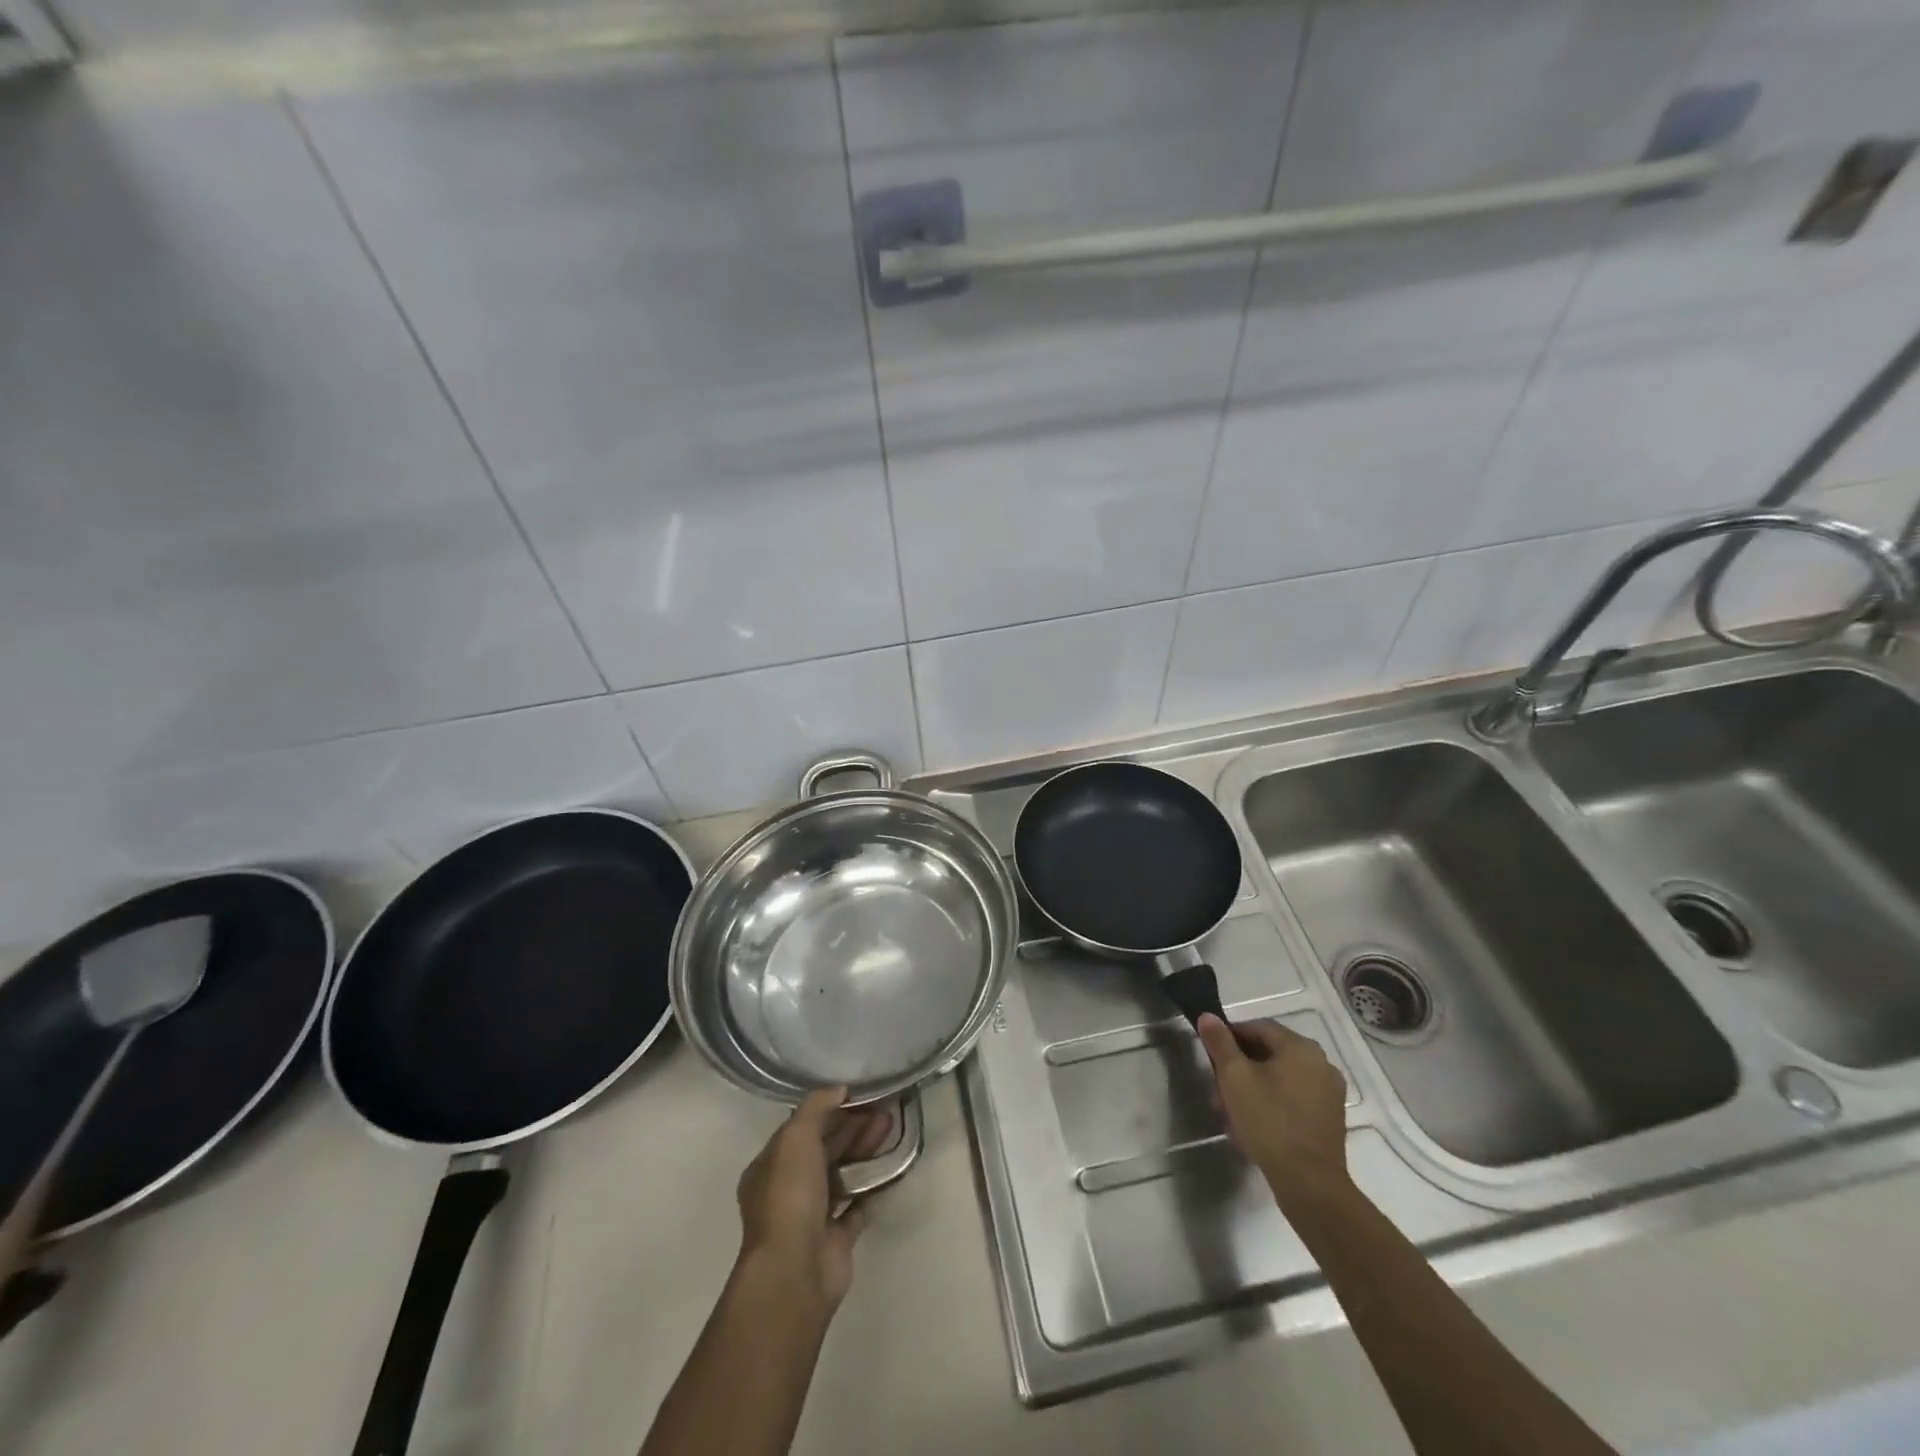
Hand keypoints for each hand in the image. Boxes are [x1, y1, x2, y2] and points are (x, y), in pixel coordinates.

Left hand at [735, 1087, 896, 1316]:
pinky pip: (858, 1206)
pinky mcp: (836, 1239)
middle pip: (824, 1149)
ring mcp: (812, 1216)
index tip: (859, 1095)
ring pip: (843, 1174)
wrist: (795, 1271)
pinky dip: (874, 1188)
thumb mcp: (796, 1138)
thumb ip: (816, 1107)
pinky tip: (893, 1168)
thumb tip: (839, 1088)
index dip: (829, 1110)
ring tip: (892, 1129)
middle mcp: (788, 1189)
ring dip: (865, 1151)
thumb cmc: (789, 1196)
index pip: (801, 1129)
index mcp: (770, 1166)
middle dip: (853, 1127)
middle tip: (885, 1110)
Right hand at [1196, 1015, 1349, 1201]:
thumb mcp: (1234, 1077)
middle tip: (1217, 1092)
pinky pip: (1292, 1100)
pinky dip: (1271, 1105)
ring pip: (1279, 1080)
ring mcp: (1329, 1093)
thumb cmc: (1269, 1122)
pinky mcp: (1329, 1120)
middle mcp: (1321, 1064)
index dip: (1229, 1037)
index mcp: (1301, 1047)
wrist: (1310, 1184)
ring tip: (1230, 1116)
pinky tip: (1252, 1128)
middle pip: (1268, 1055)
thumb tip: (1208, 1016)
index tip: (1211, 1057)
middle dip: (1238, 1070)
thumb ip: (1220, 1043)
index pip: (1258, 1028)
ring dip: (1251, 1090)